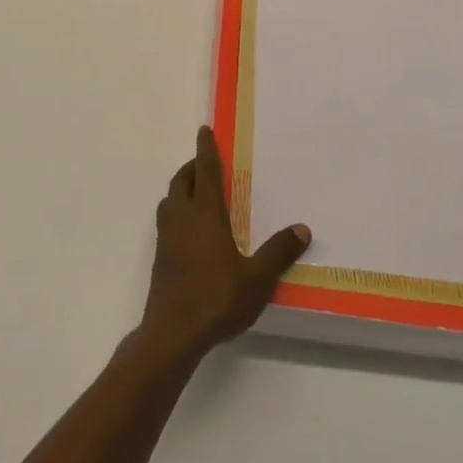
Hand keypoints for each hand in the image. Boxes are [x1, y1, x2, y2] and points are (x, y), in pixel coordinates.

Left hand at [139, 127, 310, 361]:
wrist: (173, 332)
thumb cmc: (216, 297)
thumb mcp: (257, 278)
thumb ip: (278, 252)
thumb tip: (302, 228)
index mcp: (204, 213)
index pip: (204, 171)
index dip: (205, 149)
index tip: (204, 130)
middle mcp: (181, 218)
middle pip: (181, 181)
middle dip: (192, 167)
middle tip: (205, 163)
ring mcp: (166, 238)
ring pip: (170, 200)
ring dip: (181, 189)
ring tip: (197, 193)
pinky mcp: (160, 257)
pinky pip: (166, 222)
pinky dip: (177, 212)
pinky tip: (190, 231)